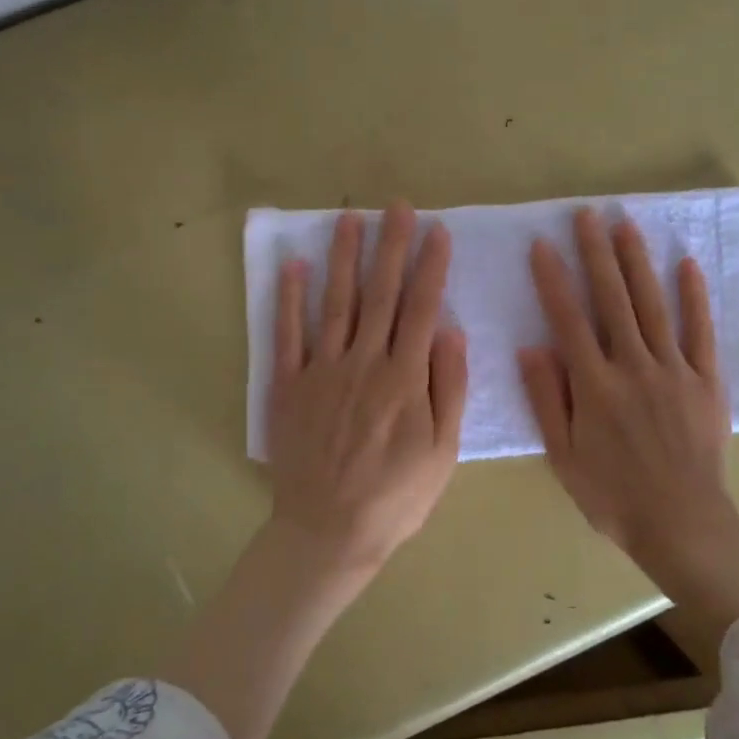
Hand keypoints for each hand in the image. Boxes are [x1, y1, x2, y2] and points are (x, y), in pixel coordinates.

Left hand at [268, 202, 468, 575]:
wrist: (328, 531)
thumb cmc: (396, 495)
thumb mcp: (443, 451)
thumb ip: (449, 388)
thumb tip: (451, 331)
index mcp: (404, 377)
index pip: (422, 308)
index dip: (430, 266)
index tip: (437, 230)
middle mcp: (364, 362)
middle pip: (380, 294)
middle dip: (391, 246)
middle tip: (397, 206)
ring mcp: (322, 370)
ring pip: (337, 302)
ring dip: (344, 258)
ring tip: (350, 218)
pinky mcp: (289, 385)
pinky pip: (288, 334)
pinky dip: (290, 299)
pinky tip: (294, 266)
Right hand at [519, 208, 738, 632]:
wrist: (682, 523)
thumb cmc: (613, 495)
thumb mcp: (564, 456)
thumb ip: (548, 399)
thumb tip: (531, 347)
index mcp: (595, 385)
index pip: (569, 319)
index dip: (554, 279)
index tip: (543, 244)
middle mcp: (633, 366)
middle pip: (612, 299)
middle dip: (597, 253)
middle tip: (587, 215)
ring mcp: (673, 369)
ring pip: (653, 304)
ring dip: (638, 262)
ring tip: (626, 225)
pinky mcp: (705, 380)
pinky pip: (700, 331)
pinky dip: (695, 297)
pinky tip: (686, 265)